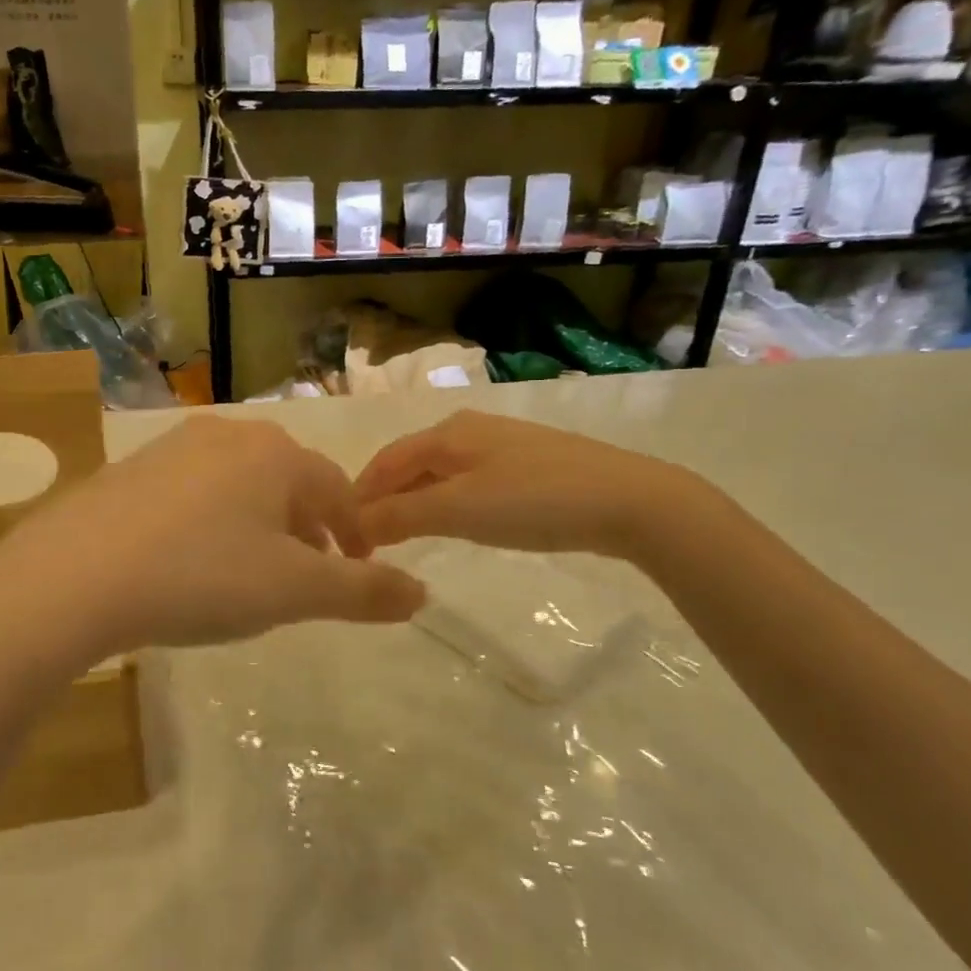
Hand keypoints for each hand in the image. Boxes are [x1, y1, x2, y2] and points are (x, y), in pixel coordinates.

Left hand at [0, 415, 426, 651]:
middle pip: (289, 482)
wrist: (74, 577)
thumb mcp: (293, 591)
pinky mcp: (129, 470)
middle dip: (309, 529)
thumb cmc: (201, 576)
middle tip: (312, 576)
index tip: (361, 571)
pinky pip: (194, 494)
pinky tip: (194, 560)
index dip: (356, 534)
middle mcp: (228, 436)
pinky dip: (213, 523)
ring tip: (255, 573)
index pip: (337, 491)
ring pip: (240, 486)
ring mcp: (173, 448)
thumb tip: (422, 594)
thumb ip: (362, 591)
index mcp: (276, 455)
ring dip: (262, 525)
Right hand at [354, 410, 695, 560]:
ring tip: (401, 535)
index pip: (385, 462)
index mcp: (447, 434)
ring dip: (414, 501)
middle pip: (410, 464)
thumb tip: (356, 524)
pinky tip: (454, 521)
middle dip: (384, 498)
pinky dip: (445, 501)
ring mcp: (502, 445)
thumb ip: (402, 516)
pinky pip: (467, 480)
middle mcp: (469, 430)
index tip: (342, 534)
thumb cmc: (534, 501)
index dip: (359, 496)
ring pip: (440, 472)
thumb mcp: (459, 510)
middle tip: (368, 540)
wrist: (628, 500)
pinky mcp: (528, 464)